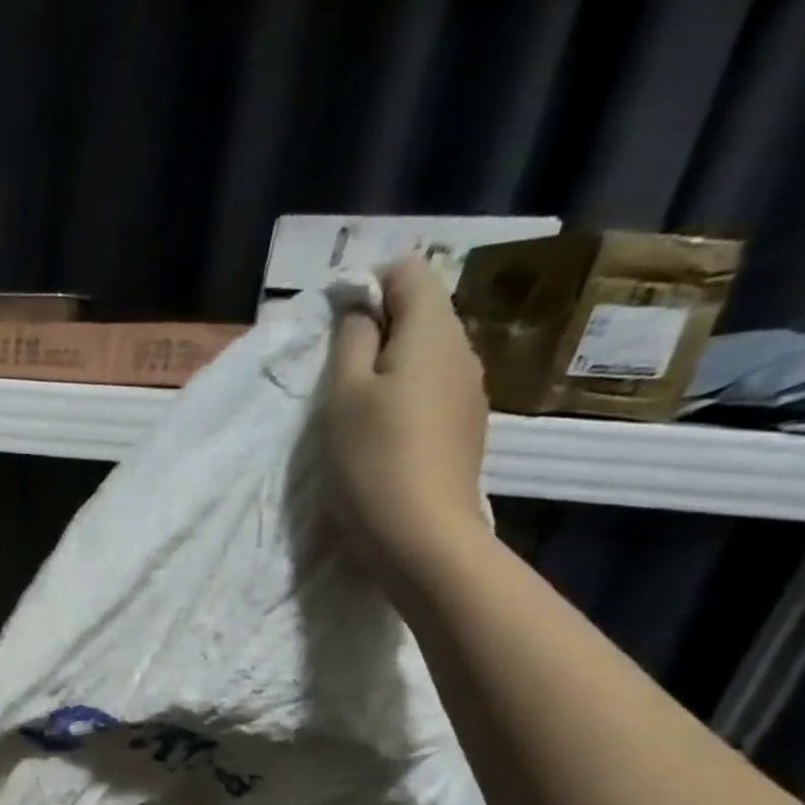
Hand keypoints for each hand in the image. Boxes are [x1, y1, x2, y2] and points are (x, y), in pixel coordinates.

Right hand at [322, 255, 491, 582]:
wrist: (421, 533)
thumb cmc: (372, 459)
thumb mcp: (343, 396)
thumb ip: (350, 341)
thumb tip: (358, 305)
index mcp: (433, 331)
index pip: (410, 271)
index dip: (369, 286)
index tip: (335, 328)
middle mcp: (462, 350)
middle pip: (421, 312)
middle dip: (378, 329)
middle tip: (335, 374)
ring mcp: (469, 390)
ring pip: (426, 354)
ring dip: (388, 367)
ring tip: (354, 408)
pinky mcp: (464, 427)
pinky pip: (432, 389)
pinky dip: (403, 396)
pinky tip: (381, 433)